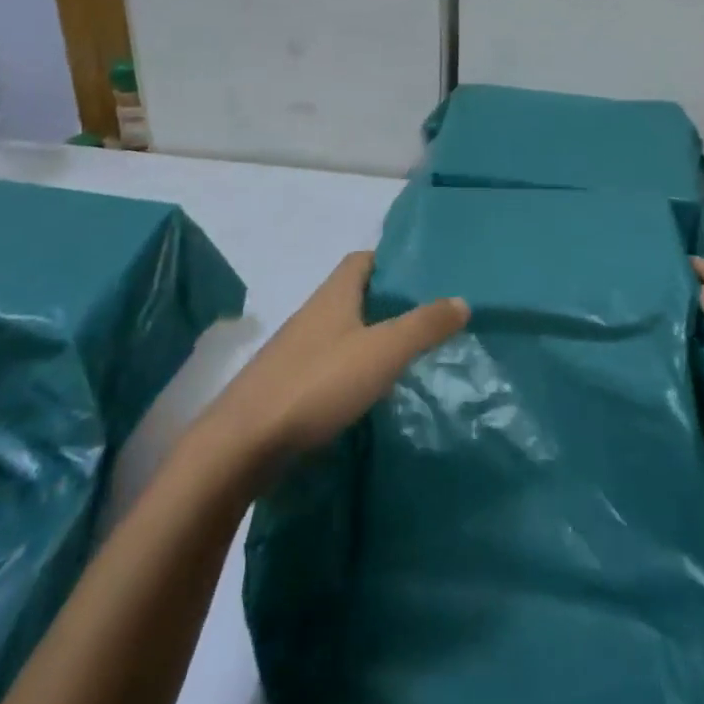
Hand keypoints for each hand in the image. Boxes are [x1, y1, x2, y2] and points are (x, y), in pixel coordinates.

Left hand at [209, 252, 469, 468]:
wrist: (242, 444)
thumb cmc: (317, 384)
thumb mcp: (383, 351)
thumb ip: (424, 325)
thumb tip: (462, 300)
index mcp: (333, 296)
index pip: (361, 260)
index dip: (389, 261)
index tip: (420, 274)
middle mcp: (311, 315)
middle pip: (351, 295)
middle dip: (384, 302)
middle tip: (424, 317)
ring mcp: (294, 352)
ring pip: (338, 332)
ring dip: (367, 338)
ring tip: (403, 356)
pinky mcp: (284, 387)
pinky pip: (325, 366)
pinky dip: (349, 370)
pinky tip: (366, 393)